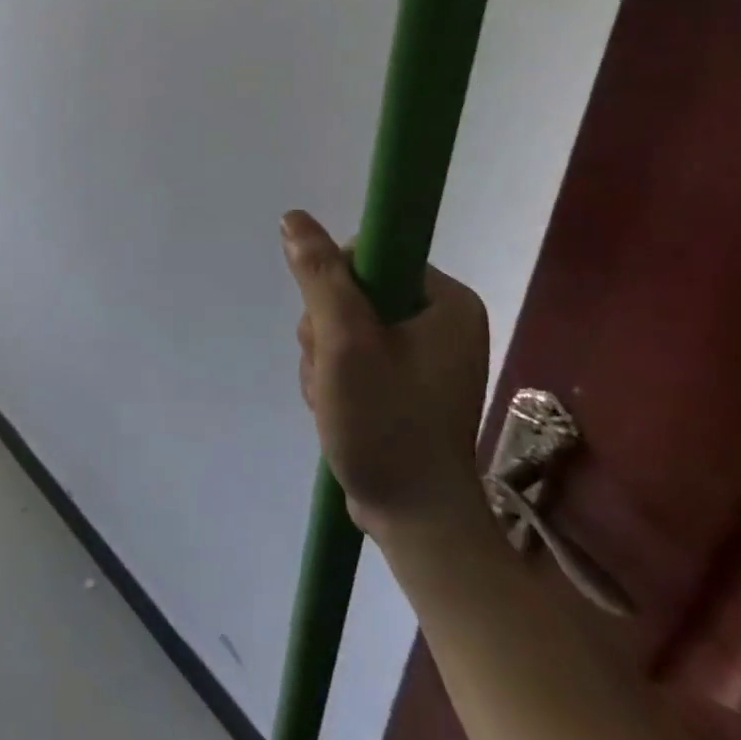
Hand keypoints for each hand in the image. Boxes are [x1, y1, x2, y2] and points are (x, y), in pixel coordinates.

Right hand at [280, 210, 491, 542]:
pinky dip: (333, 378)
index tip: (332, 329)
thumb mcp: (346, 343)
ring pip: (343, 326)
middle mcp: (441, 320)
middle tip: (332, 372)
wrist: (414, 521)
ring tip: (331, 398)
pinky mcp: (404, 382)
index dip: (335, 284)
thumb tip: (293, 218)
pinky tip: (334, 407)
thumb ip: (320, 276)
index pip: (370, 256)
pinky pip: (352, 356)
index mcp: (447, 301)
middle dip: (325, 333)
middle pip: (352, 292)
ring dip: (323, 359)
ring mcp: (423, 354)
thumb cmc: (386, 424)